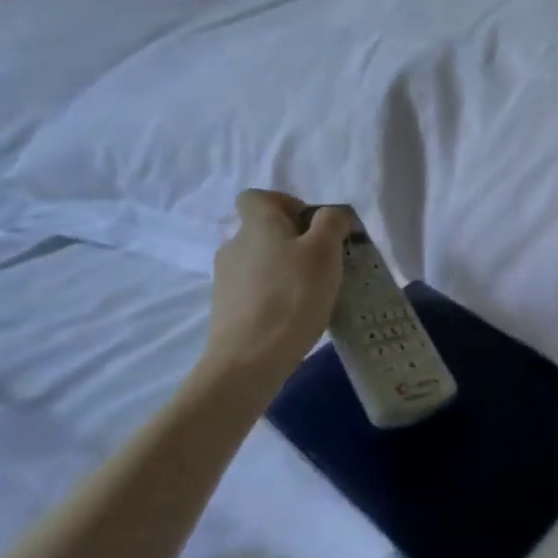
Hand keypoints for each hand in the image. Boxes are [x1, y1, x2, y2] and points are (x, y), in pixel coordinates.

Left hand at [201, 191, 352, 388]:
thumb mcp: (324, 250)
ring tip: (313, 293)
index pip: (256, 196)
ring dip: (285, 269)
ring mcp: (226, 280)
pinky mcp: (226, 310)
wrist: (248, 361)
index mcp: (256, 224)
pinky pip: (255, 290)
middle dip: (294, 241)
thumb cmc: (292, 296)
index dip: (285, 203)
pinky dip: (274, 295)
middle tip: (324, 262)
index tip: (312, 225)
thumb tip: (332, 214)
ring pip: (261, 262)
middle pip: (263, 230)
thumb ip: (331, 222)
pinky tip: (295, 315)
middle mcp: (234, 245)